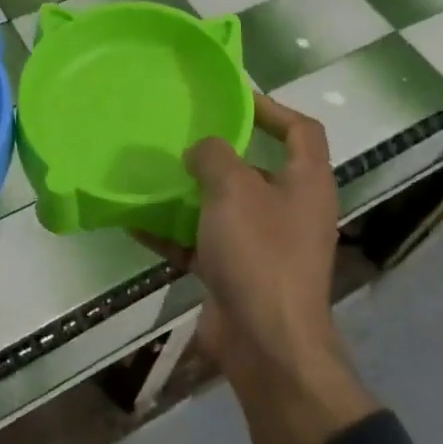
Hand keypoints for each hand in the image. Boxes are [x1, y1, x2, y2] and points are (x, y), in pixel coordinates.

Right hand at [142, 92, 377, 443]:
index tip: (232, 98)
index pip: (301, 130)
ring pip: (225, 206)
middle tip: (182, 133)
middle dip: (220, 152)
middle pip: (257, 167)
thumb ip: (214, 156)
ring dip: (191, 192)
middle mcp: (290, 210)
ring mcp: (264, 245)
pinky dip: (173, 232)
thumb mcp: (233, 189)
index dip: (271, 108)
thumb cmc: (260, 253)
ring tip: (154, 171)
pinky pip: (201, 243)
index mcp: (306, 183)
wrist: (267, 345)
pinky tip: (136, 221)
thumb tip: (202, 151)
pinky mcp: (237, 274)